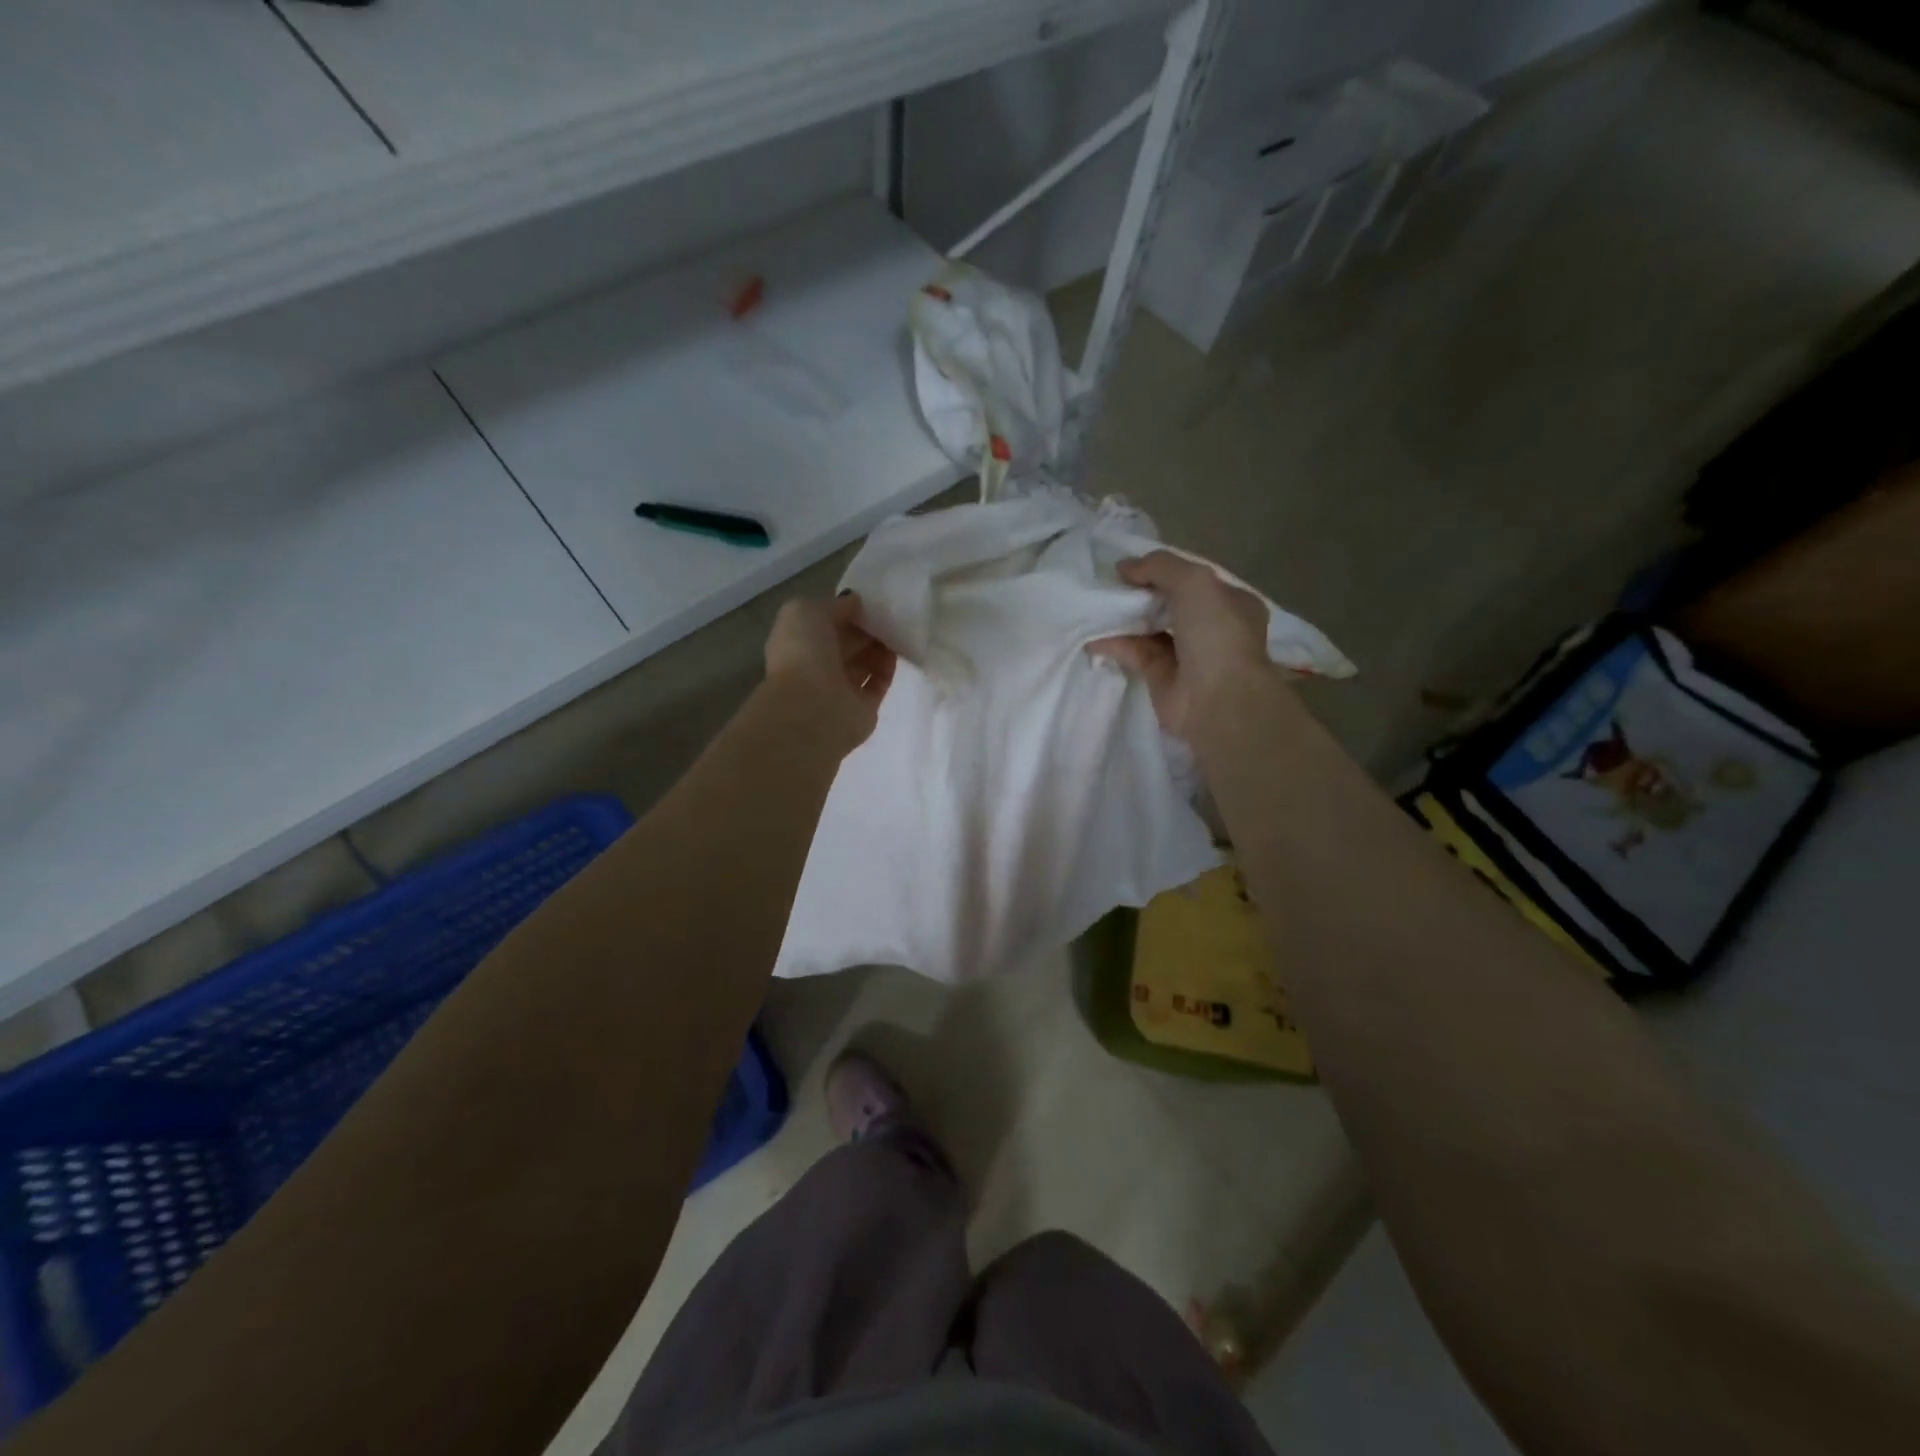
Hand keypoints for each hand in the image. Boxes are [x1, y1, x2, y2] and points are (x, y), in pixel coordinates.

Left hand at [763, 593, 896, 749]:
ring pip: (864, 662)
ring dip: (880, 645)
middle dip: (867, 627)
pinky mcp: (863, 707)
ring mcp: (840, 688)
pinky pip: (879, 682)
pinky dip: (888, 667)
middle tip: (890, 612)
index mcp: (798, 642)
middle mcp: (818, 665)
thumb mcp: (806, 610)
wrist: (813, 708)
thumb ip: (832, 605)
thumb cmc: (804, 653)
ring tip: (898, 628)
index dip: (846, 610)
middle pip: (847, 642)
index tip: (870, 600)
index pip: (825, 622)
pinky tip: (898, 651)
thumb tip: (855, 602)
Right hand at [1088, 551, 1273, 737]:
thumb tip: (1124, 568)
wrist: (1218, 700)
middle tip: (1108, 584)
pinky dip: (1115, 644)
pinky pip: (1136, 654)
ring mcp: (1187, 655)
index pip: (1194, 580)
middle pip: (1169, 604)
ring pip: (1150, 629)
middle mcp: (1211, 628)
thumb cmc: (1216, 634)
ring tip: (1094, 605)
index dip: (1163, 570)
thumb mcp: (1193, 581)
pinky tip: (1093, 635)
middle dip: (1140, 594)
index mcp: (1231, 602)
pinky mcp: (1163, 679)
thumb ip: (1159, 566)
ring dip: (1124, 618)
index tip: (1130, 568)